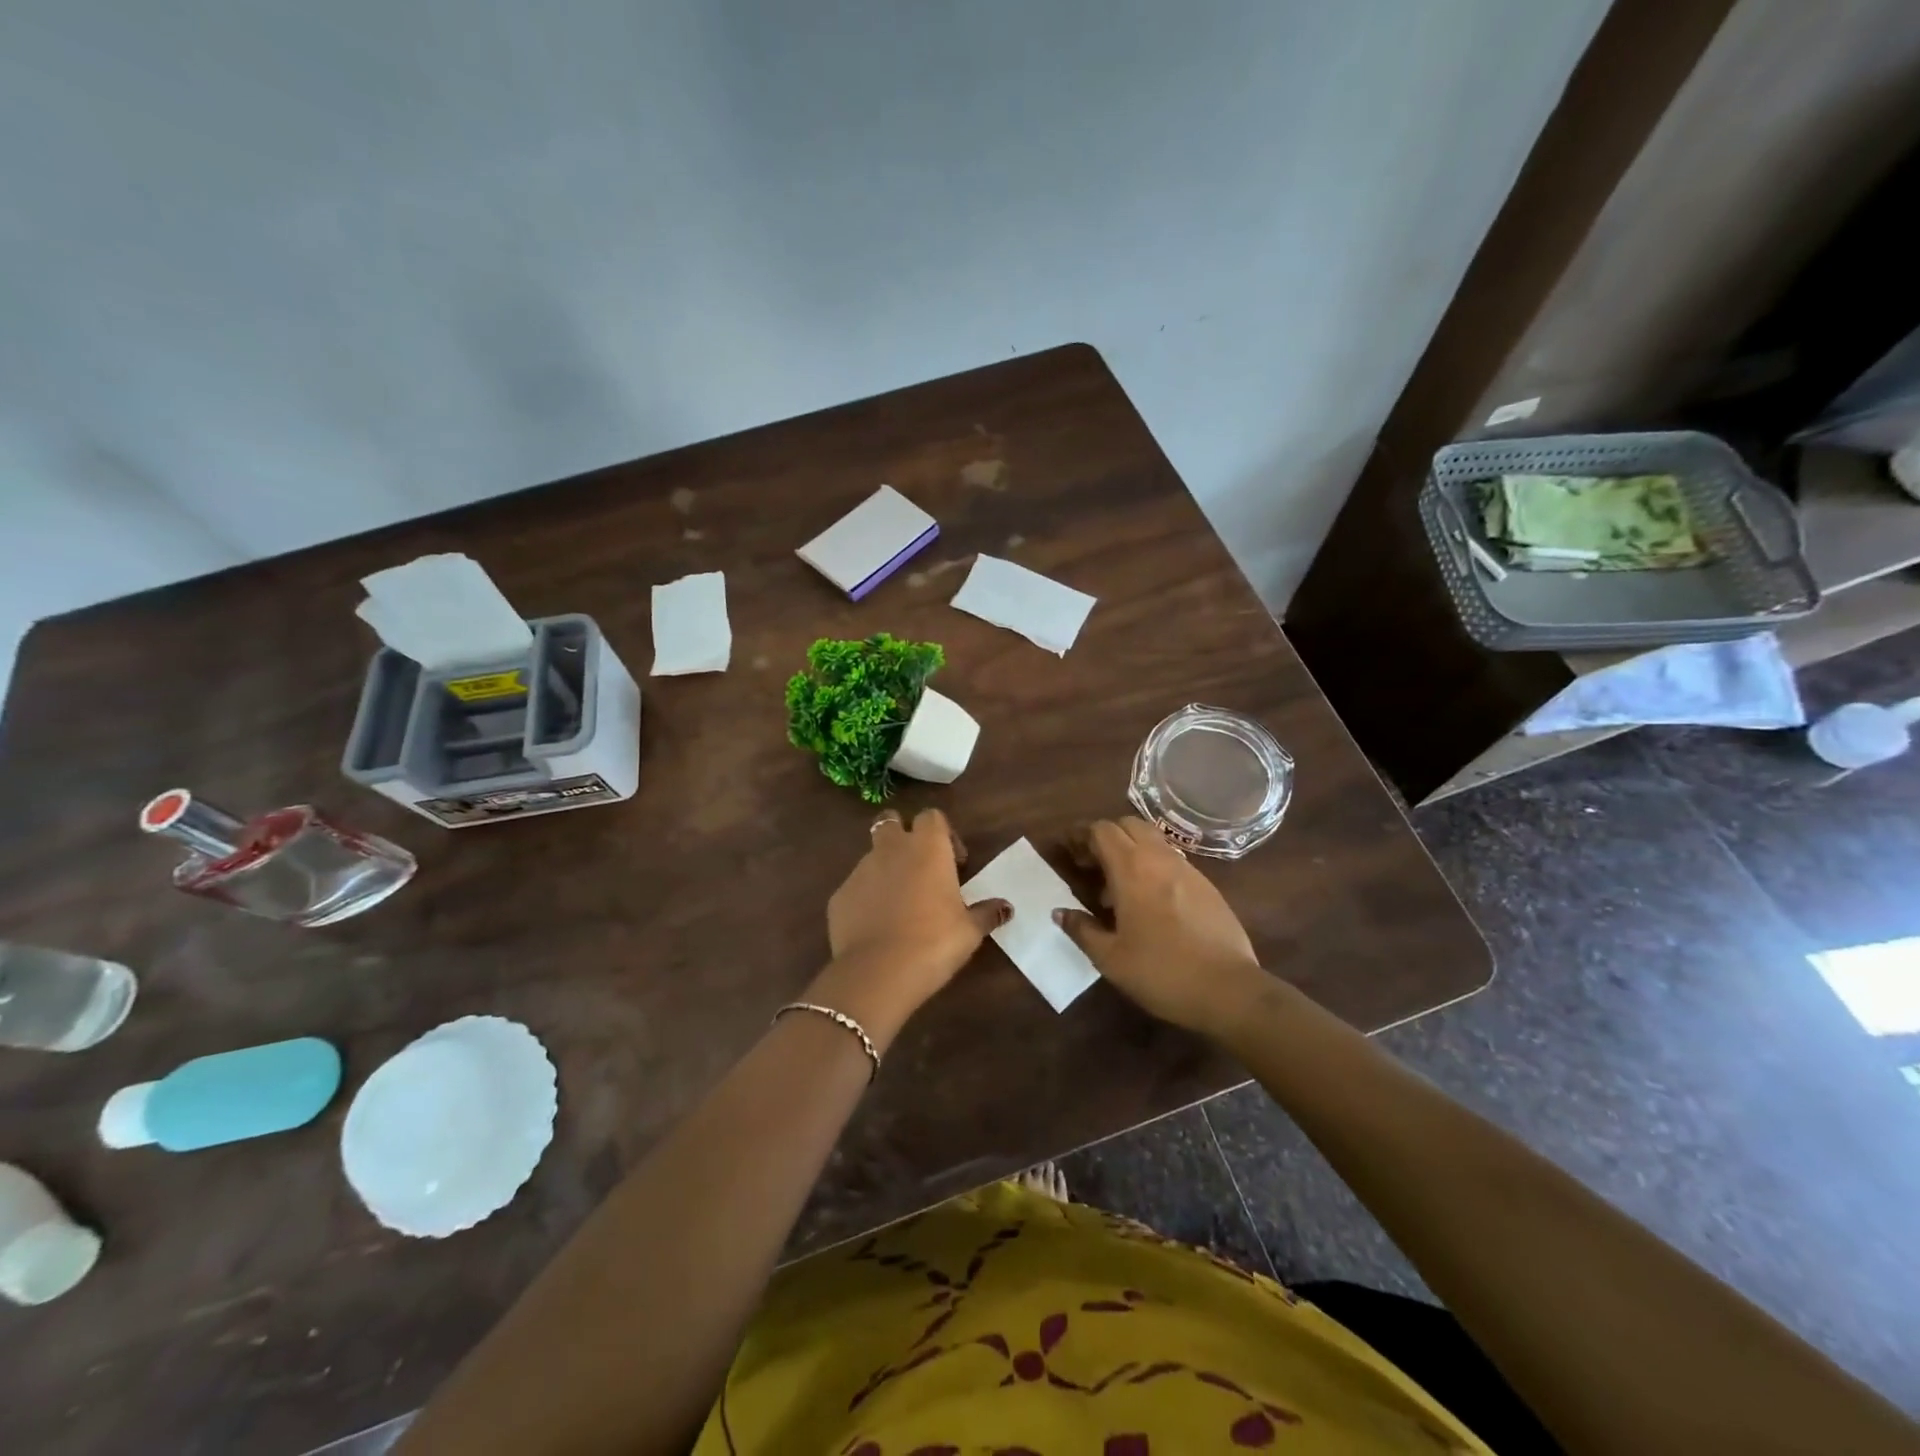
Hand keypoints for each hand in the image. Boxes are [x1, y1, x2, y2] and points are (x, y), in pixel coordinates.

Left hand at [807, 807, 1009, 1049]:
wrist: (878, 972)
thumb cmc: (934, 942)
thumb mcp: (970, 930)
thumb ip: (987, 913)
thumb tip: (1006, 907)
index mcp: (927, 847)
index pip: (932, 817)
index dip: (944, 833)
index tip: (955, 862)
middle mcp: (891, 849)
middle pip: (890, 821)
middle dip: (902, 835)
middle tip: (918, 867)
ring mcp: (860, 870)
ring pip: (872, 856)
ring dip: (885, 869)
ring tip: (899, 903)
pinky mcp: (839, 895)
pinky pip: (856, 888)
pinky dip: (866, 898)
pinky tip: (877, 926)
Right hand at [1056, 816, 1268, 1036]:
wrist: (1229, 990)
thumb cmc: (1161, 972)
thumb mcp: (1110, 958)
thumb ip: (1082, 929)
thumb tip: (1060, 912)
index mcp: (1132, 869)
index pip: (1102, 830)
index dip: (1081, 835)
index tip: (1068, 851)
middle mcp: (1160, 859)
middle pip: (1129, 825)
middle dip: (1106, 836)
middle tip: (1092, 865)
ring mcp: (1188, 870)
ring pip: (1153, 841)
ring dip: (1130, 851)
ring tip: (1117, 888)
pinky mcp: (1207, 886)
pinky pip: (1172, 861)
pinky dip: (1153, 867)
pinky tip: (1149, 903)